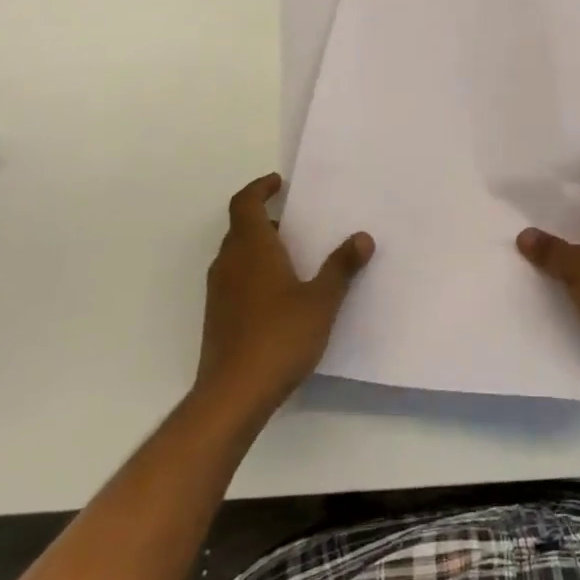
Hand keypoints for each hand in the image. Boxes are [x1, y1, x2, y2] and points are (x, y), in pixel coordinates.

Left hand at [196, 174, 373, 420]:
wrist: (232, 395)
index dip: (259, 188)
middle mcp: (229, 263)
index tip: (279, 183)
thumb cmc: (279, 337)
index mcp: (251, 248)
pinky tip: (280, 295)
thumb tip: (362, 237)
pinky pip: (235, 279)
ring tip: (293, 257)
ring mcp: (219, 292)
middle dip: (265, 218)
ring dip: (259, 247)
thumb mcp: (321, 300)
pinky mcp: (217, 318)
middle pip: (240, 227)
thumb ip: (341, 267)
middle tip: (295, 222)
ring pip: (236, 254)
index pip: (244, 203)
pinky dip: (253, 272)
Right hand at [517, 163, 579, 390]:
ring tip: (529, 240)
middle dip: (560, 210)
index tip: (537, 174)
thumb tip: (524, 235)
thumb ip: (550, 249)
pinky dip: (577, 268)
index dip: (568, 173)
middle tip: (523, 208)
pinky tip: (549, 274)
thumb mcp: (578, 267)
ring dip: (567, 242)